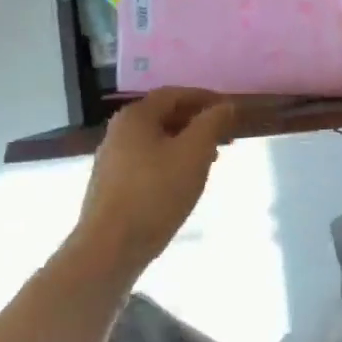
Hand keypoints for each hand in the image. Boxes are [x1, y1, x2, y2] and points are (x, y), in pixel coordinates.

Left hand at [73, 88, 238, 269]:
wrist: (111, 247)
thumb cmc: (157, 192)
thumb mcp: (195, 152)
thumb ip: (212, 122)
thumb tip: (225, 105)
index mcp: (135, 117)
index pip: (175, 94)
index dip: (205, 98)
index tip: (230, 109)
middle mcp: (118, 131)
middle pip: (164, 116)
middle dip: (198, 122)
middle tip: (226, 135)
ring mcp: (112, 159)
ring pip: (157, 140)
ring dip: (186, 143)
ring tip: (211, 159)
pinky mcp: (112, 185)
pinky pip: (148, 161)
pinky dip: (171, 161)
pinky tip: (185, 180)